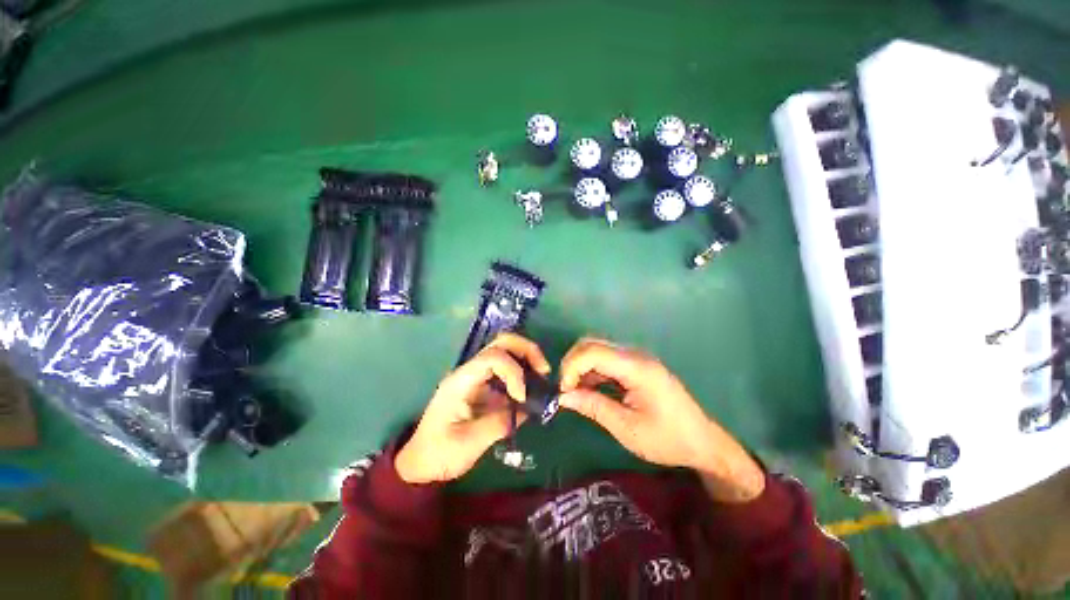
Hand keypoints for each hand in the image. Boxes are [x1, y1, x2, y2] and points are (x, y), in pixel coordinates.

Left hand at [395, 333, 550, 483]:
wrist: (420, 462)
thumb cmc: (439, 453)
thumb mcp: (470, 443)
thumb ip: (500, 423)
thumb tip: (527, 410)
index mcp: (461, 381)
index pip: (493, 357)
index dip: (515, 372)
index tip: (522, 397)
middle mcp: (470, 371)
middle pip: (501, 343)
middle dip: (526, 350)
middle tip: (544, 370)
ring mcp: (477, 377)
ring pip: (505, 351)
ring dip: (527, 358)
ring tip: (542, 376)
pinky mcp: (484, 386)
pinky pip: (506, 369)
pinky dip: (523, 373)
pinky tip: (532, 389)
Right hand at [559, 338, 764, 502]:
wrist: (703, 442)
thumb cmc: (668, 439)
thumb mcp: (627, 428)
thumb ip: (593, 407)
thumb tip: (562, 397)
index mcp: (636, 367)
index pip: (593, 351)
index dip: (571, 367)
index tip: (563, 391)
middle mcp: (635, 355)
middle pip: (592, 344)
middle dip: (572, 364)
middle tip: (565, 390)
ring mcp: (636, 358)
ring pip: (597, 349)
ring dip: (581, 367)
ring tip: (574, 392)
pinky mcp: (636, 366)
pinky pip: (606, 360)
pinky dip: (592, 371)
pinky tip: (589, 389)